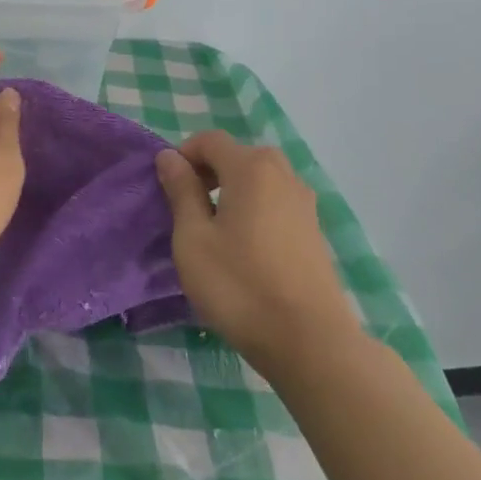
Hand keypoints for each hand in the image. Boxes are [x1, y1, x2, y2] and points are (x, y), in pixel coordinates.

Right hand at [155, 131, 357, 372]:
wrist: (308, 340)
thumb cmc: (239, 285)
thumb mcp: (193, 238)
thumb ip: (181, 191)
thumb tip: (169, 156)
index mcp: (251, 168)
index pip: (210, 140)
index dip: (183, 155)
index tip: (167, 189)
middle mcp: (283, 174)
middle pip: (238, 155)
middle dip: (208, 172)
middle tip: (187, 209)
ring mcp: (304, 202)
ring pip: (260, 179)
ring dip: (232, 190)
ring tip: (214, 230)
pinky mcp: (314, 229)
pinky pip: (276, 201)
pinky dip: (254, 208)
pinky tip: (243, 248)